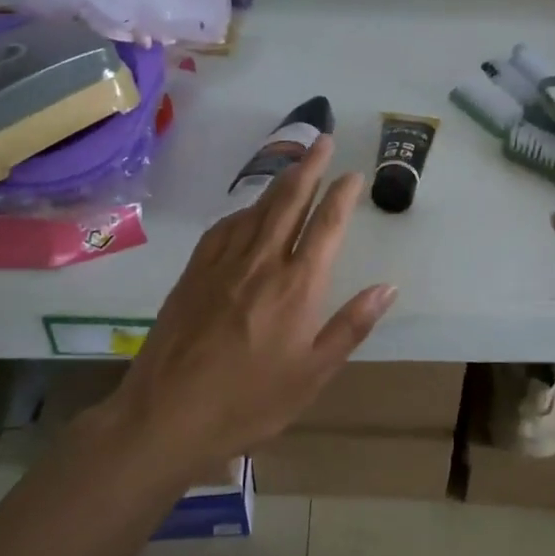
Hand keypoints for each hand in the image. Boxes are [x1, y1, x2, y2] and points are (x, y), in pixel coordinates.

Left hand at [92, 135, 396, 473]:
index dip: (342, 195)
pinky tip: (248, 213)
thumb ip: (351, 326)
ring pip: (256, 209)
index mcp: (297, 286)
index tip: (352, 173)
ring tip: (295, 165)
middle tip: (324, 140)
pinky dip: (244, 211)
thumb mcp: (313, 374)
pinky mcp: (193, 273)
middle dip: (310, 167)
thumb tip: (387, 287)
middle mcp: (261, 262)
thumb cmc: (250, 402)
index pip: (326, 226)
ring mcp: (222, 264)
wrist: (166, 415)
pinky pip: (224, 228)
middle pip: (289, 201)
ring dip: (279, 182)